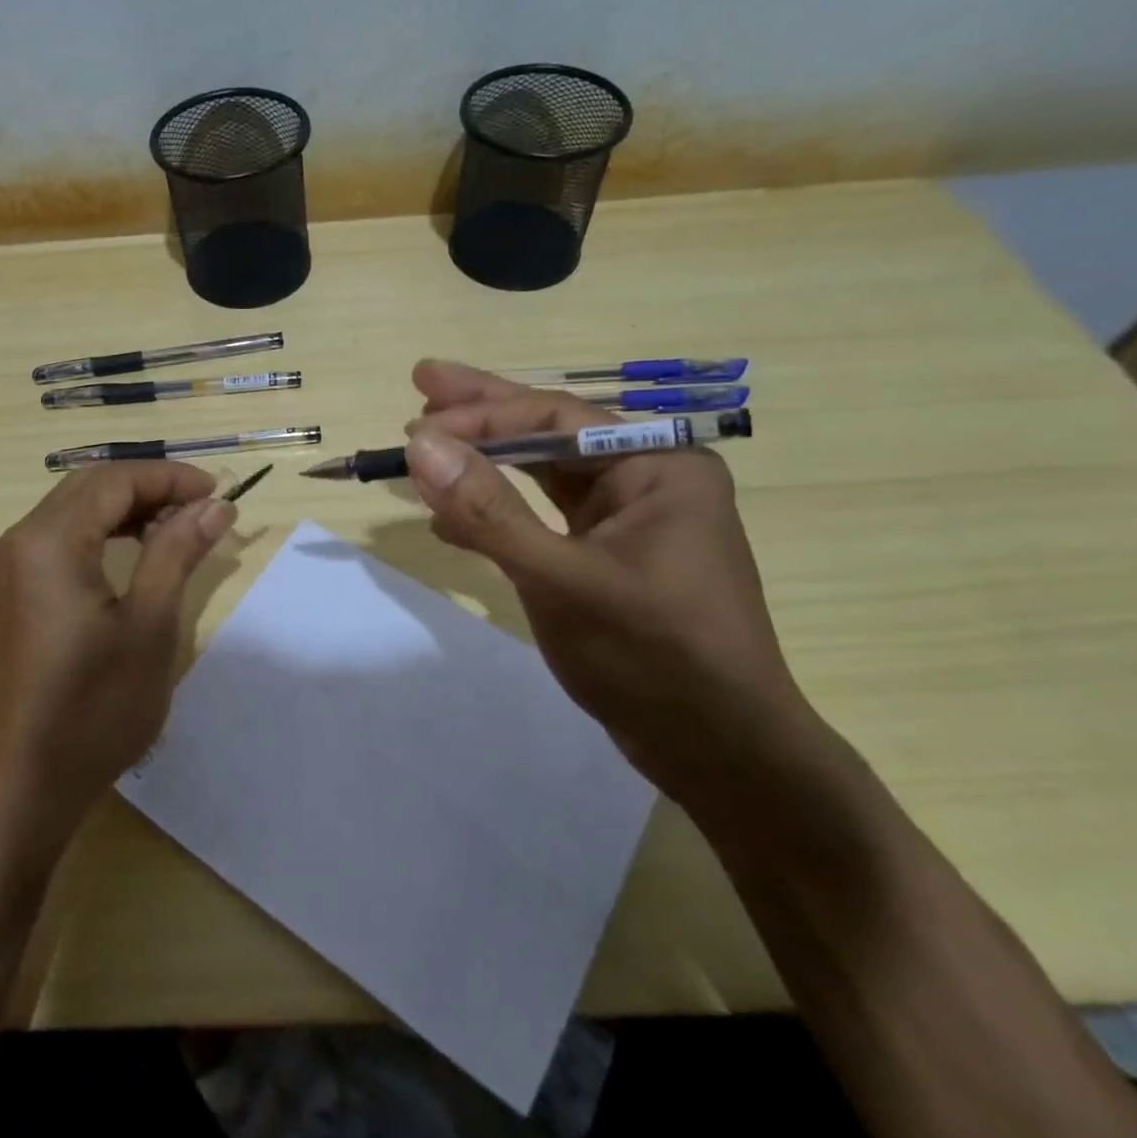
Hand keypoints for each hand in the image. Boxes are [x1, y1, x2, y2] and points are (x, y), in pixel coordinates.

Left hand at [0, 462, 234, 856]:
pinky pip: (52, 543)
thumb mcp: (149, 628)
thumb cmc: (91, 711)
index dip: (170, 477)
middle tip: (202, 510)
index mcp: (45, 542)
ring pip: (68, 513)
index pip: (114, 481)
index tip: (219, 493)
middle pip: (87, 489)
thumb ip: (177, 553)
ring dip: (123, 511)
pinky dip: (96, 537)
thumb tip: (214, 506)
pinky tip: (128, 558)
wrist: (16, 792)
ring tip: (174, 531)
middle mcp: (12, 543)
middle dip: (148, 489)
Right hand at [405, 359, 817, 807]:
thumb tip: (420, 446)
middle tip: (421, 382)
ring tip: (426, 444)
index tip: (415, 428)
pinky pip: (543, 519)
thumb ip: (489, 511)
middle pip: (550, 433)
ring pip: (542, 475)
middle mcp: (646, 479)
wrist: (721, 755)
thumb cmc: (653, 657)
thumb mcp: (562, 579)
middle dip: (483, 414)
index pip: (556, 417)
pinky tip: (452, 520)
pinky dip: (497, 515)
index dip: (481, 416)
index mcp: (658, 465)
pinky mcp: (607, 559)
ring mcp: (627, 521)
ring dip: (484, 464)